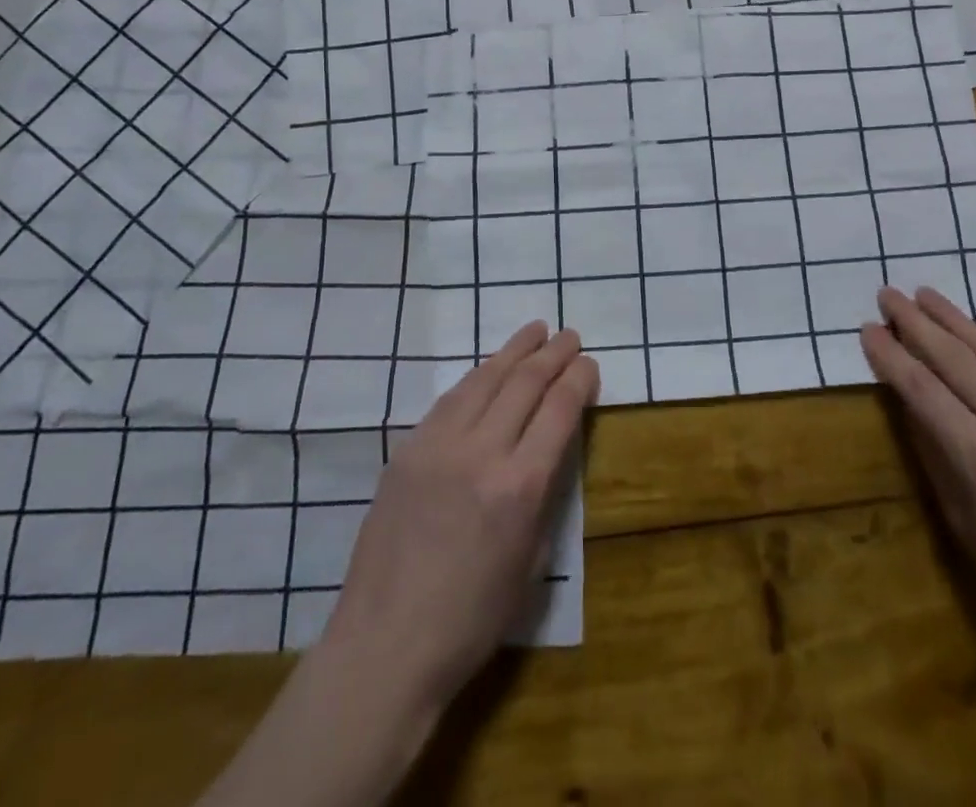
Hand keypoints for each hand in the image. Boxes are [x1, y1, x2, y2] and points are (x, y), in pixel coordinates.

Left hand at [320, 321, 597, 719]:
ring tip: (536, 330)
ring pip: (485, 379)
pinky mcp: (408, 449)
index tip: (590, 364)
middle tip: (570, 336)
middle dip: (553, 354)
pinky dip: (477, 376)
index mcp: (519, 487)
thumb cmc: (471, 619)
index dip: (579, 379)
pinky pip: (450, 399)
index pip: (559, 410)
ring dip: (515, 350)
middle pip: (525, 383)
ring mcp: (438, 446)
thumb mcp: (531, 560)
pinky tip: (489, 368)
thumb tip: (551, 447)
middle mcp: (481, 453)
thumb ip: (544, 493)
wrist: (386, 645)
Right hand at [859, 288, 975, 671]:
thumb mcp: (962, 522)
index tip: (868, 328)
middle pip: (954, 359)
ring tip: (928, 294)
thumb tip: (908, 400)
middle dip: (916, 323)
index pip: (921, 389)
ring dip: (958, 319)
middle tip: (889, 295)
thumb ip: (933, 453)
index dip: (890, 355)